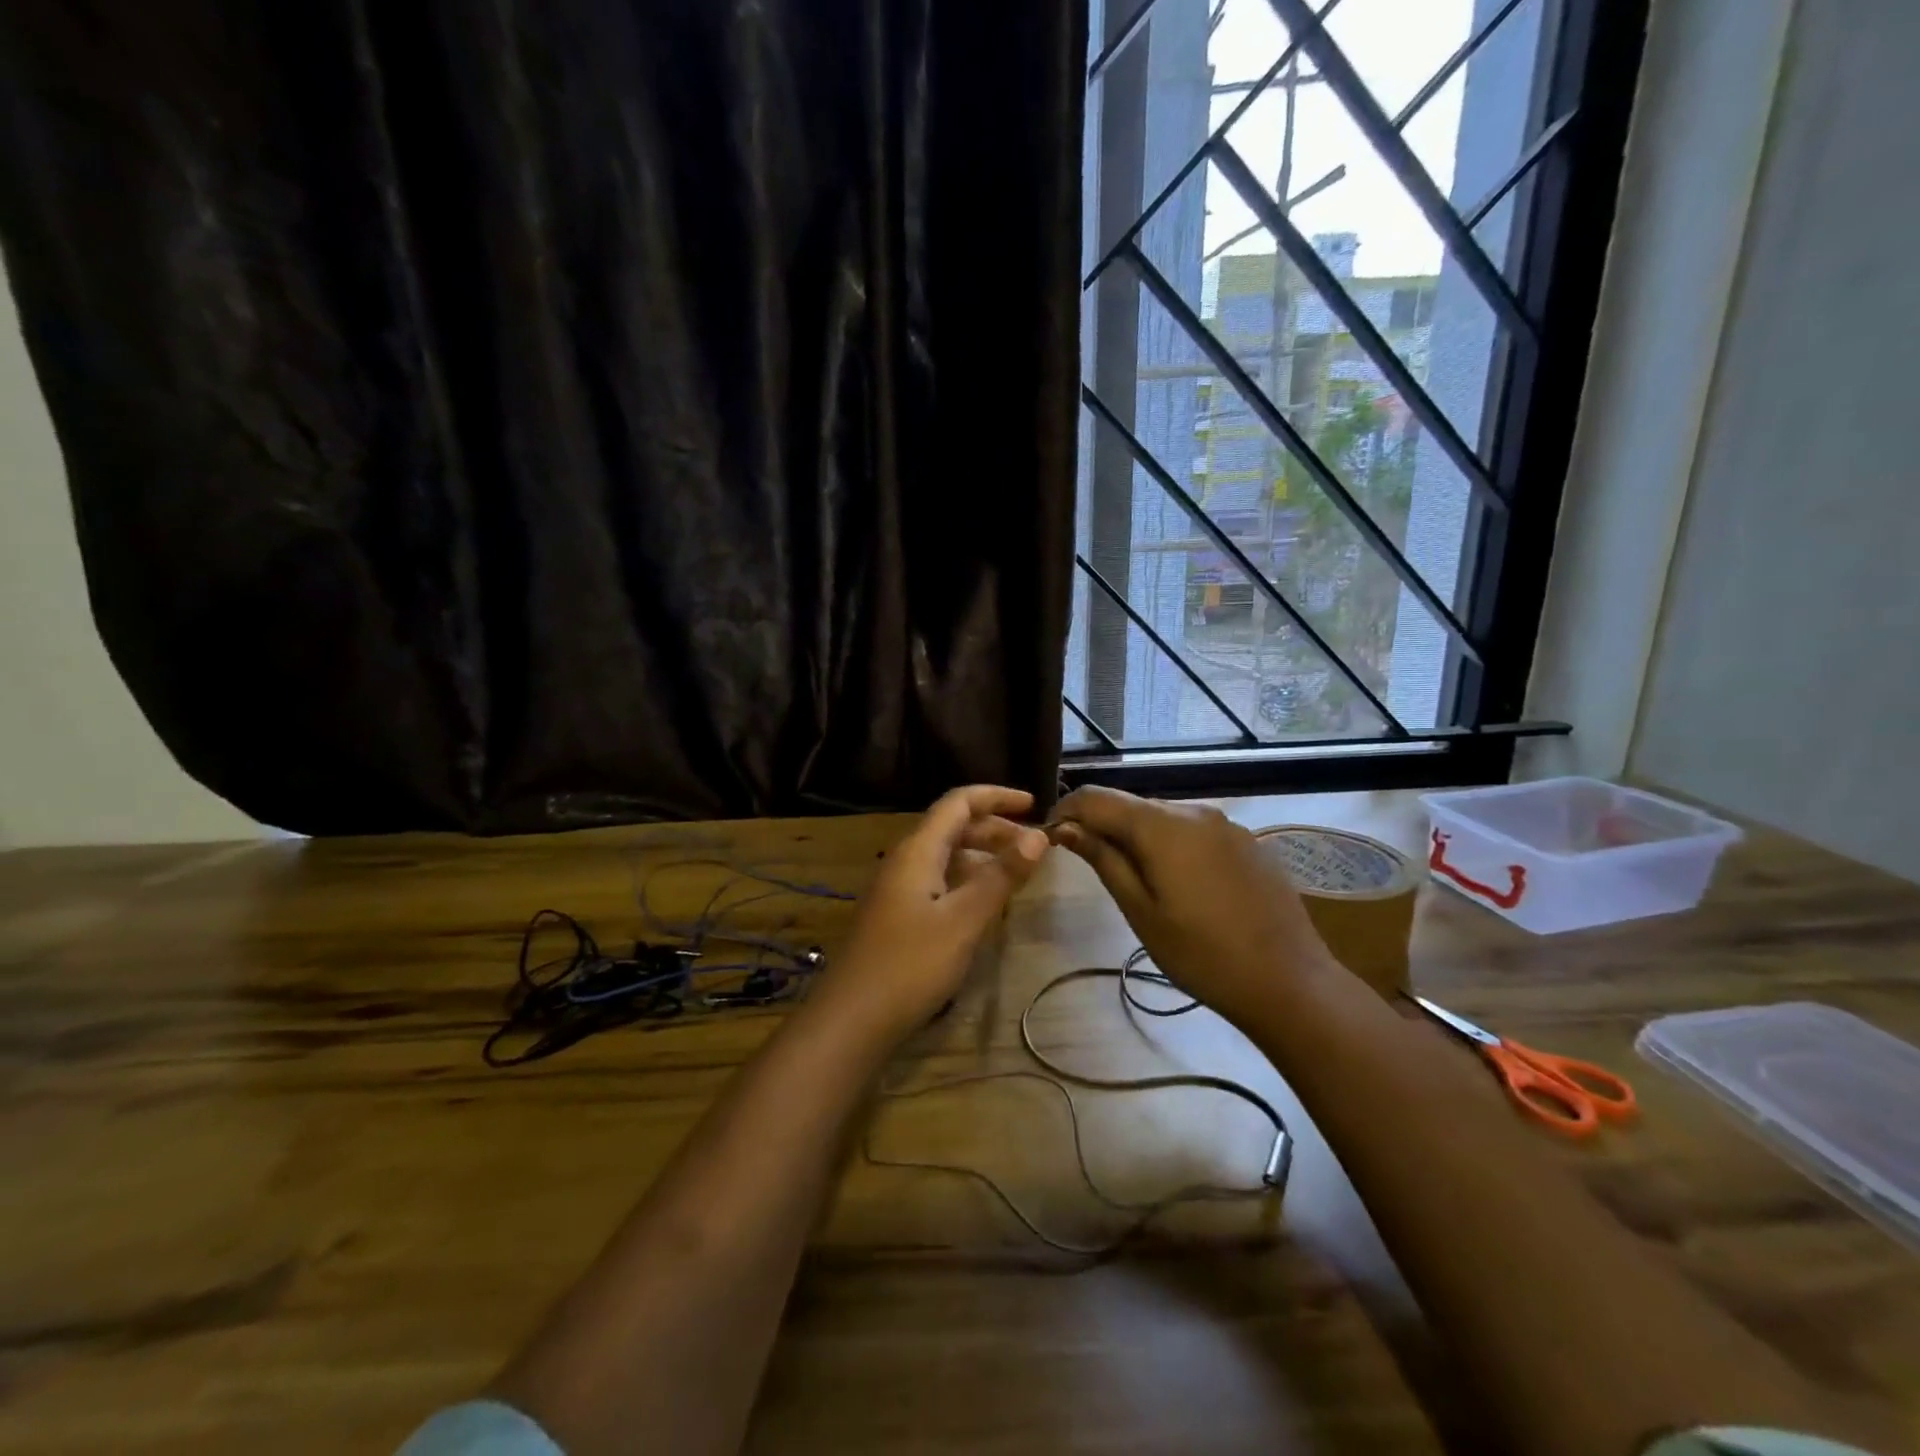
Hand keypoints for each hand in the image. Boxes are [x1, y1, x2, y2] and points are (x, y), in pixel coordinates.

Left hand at [813, 785, 1049, 1043]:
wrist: (852, 1018)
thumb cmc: (910, 964)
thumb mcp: (964, 920)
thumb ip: (1001, 876)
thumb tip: (1037, 836)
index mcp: (918, 850)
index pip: (959, 802)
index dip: (997, 797)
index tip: (1034, 805)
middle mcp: (905, 860)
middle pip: (952, 826)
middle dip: (995, 828)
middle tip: (1033, 847)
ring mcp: (897, 888)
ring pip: (946, 855)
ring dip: (982, 855)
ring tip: (1016, 873)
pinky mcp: (896, 915)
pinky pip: (938, 880)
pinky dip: (967, 879)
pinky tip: (983, 903)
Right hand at [1048, 786, 1336, 1029]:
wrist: (1289, 981)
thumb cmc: (1202, 954)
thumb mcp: (1140, 911)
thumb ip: (1103, 860)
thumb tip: (1066, 828)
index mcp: (1162, 825)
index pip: (1097, 798)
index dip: (1066, 812)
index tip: (1049, 838)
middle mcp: (1194, 811)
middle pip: (1131, 805)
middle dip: (1101, 825)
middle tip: (1085, 862)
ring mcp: (1225, 824)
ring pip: (1162, 817)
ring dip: (1135, 835)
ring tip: (1129, 877)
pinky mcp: (1245, 841)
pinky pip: (1193, 830)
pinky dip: (1169, 844)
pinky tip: (1176, 882)